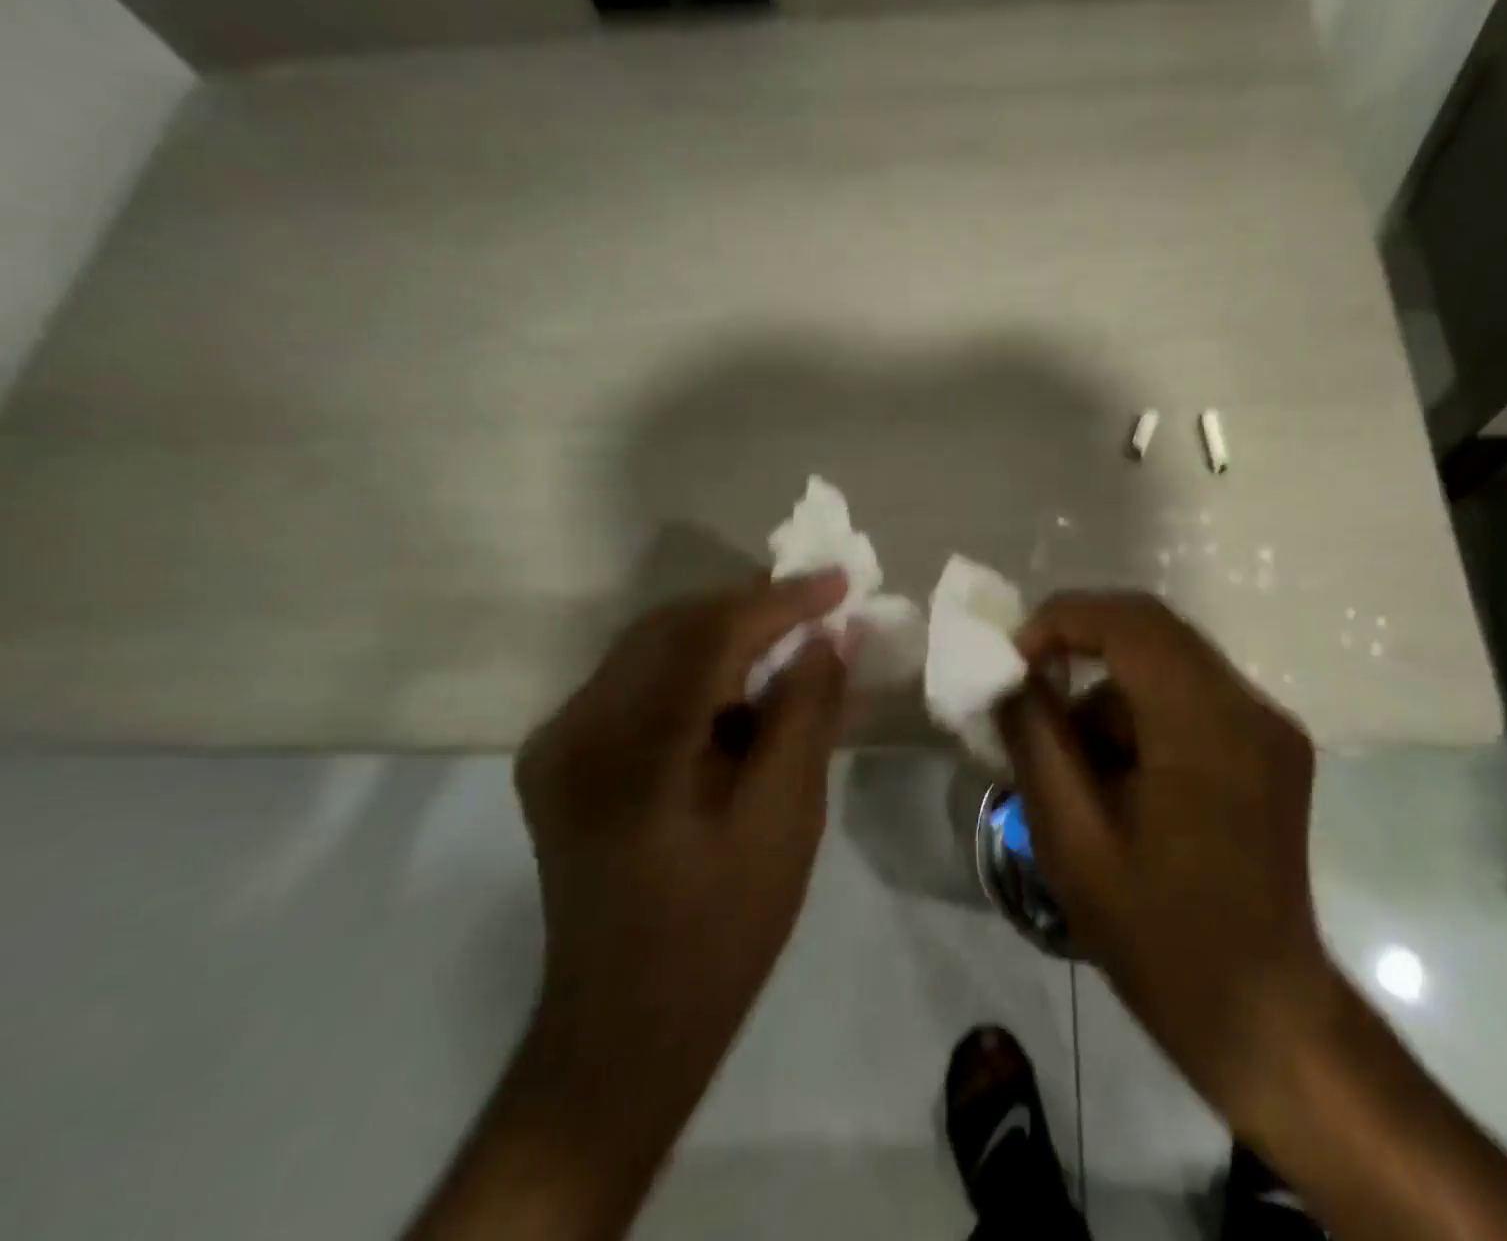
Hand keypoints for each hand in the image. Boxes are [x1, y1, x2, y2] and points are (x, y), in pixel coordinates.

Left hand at [512, 571, 852, 1166]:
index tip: (839, 580)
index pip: (709, 637)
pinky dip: (702, 672)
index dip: (780, 601)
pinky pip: (642, 683)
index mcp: (627, 754)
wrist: (624, 1033)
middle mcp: (575, 730)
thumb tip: (828, 639)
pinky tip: (749, 689)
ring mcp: (559, 742)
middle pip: (672, 628)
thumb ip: (805, 718)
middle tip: (820, 603)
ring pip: (655, 648)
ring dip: (729, 636)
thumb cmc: (719, 934)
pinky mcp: (565, 757)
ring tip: (794, 641)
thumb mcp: (783, 822)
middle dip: (753, 607)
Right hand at [995, 592, 1334, 1132]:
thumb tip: (1010, 675)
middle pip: (1152, 629)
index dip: (1063, 620)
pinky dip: (1141, 713)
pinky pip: (1189, 694)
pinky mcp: (1270, 743)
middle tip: (1028, 684)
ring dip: (1109, 692)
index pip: (1131, 624)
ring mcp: (1267, 724)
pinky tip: (1118, 775)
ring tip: (1073, 763)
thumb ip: (1035, 740)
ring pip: (1167, 662)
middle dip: (1080, 644)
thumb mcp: (1072, 840)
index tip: (1014, 657)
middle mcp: (1249, 707)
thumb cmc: (1159, 936)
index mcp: (1206, 728)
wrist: (1261, 1012)